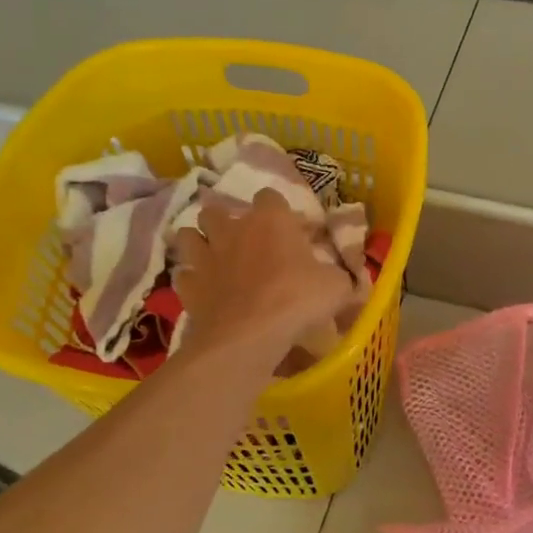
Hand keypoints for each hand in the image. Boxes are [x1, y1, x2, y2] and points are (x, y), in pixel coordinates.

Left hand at [173, 190, 352, 363]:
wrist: (248, 335)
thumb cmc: (297, 300)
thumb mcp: (336, 288)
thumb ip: (340, 279)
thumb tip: (348, 283)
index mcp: (270, 220)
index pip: (269, 196)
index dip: (277, 210)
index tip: (288, 229)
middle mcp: (232, 230)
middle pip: (215, 210)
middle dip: (224, 221)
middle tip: (242, 241)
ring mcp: (205, 257)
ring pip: (188, 235)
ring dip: (198, 243)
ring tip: (212, 258)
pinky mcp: (189, 287)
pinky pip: (184, 275)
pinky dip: (192, 281)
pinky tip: (204, 291)